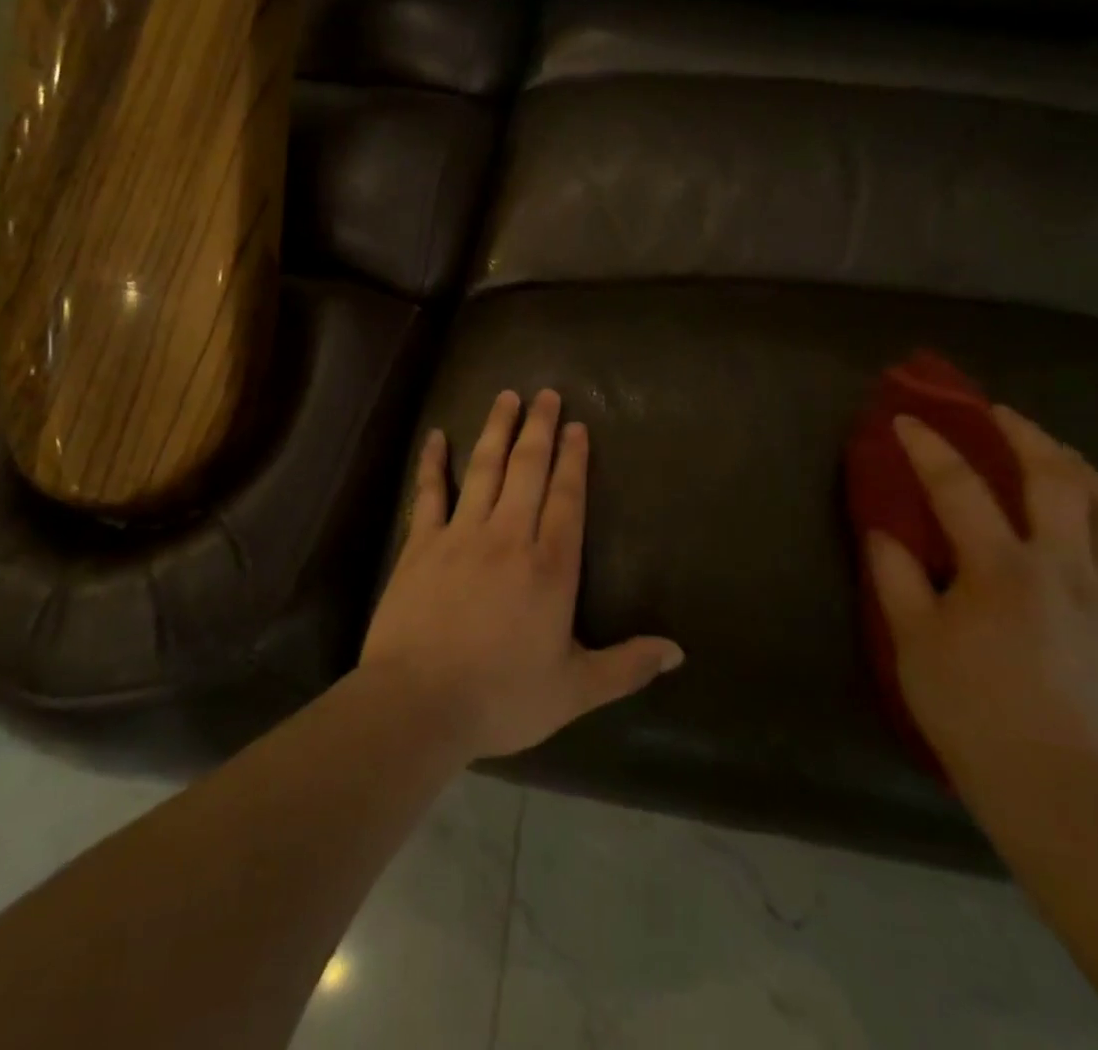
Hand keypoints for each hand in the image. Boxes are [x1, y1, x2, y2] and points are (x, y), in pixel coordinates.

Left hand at [361, 389, 684, 761]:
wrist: (419, 703)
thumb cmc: (502, 697)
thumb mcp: (574, 690)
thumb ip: (627, 667)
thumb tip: (678, 652)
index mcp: (550, 567)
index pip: (567, 498)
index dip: (573, 460)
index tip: (576, 426)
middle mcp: (508, 537)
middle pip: (527, 470)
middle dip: (539, 429)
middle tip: (546, 394)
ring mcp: (461, 535)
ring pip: (484, 469)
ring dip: (497, 430)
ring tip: (506, 397)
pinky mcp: (421, 544)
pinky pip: (429, 493)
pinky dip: (433, 462)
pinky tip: (437, 436)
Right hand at [868, 407, 1097, 812]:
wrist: (1046, 780)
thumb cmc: (965, 705)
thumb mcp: (911, 638)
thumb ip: (896, 574)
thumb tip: (884, 529)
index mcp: (1002, 570)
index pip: (960, 488)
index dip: (930, 447)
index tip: (907, 420)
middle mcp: (1066, 569)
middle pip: (1057, 479)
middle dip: (1024, 434)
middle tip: (997, 412)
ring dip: (1083, 467)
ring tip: (1056, 451)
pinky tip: (1097, 511)